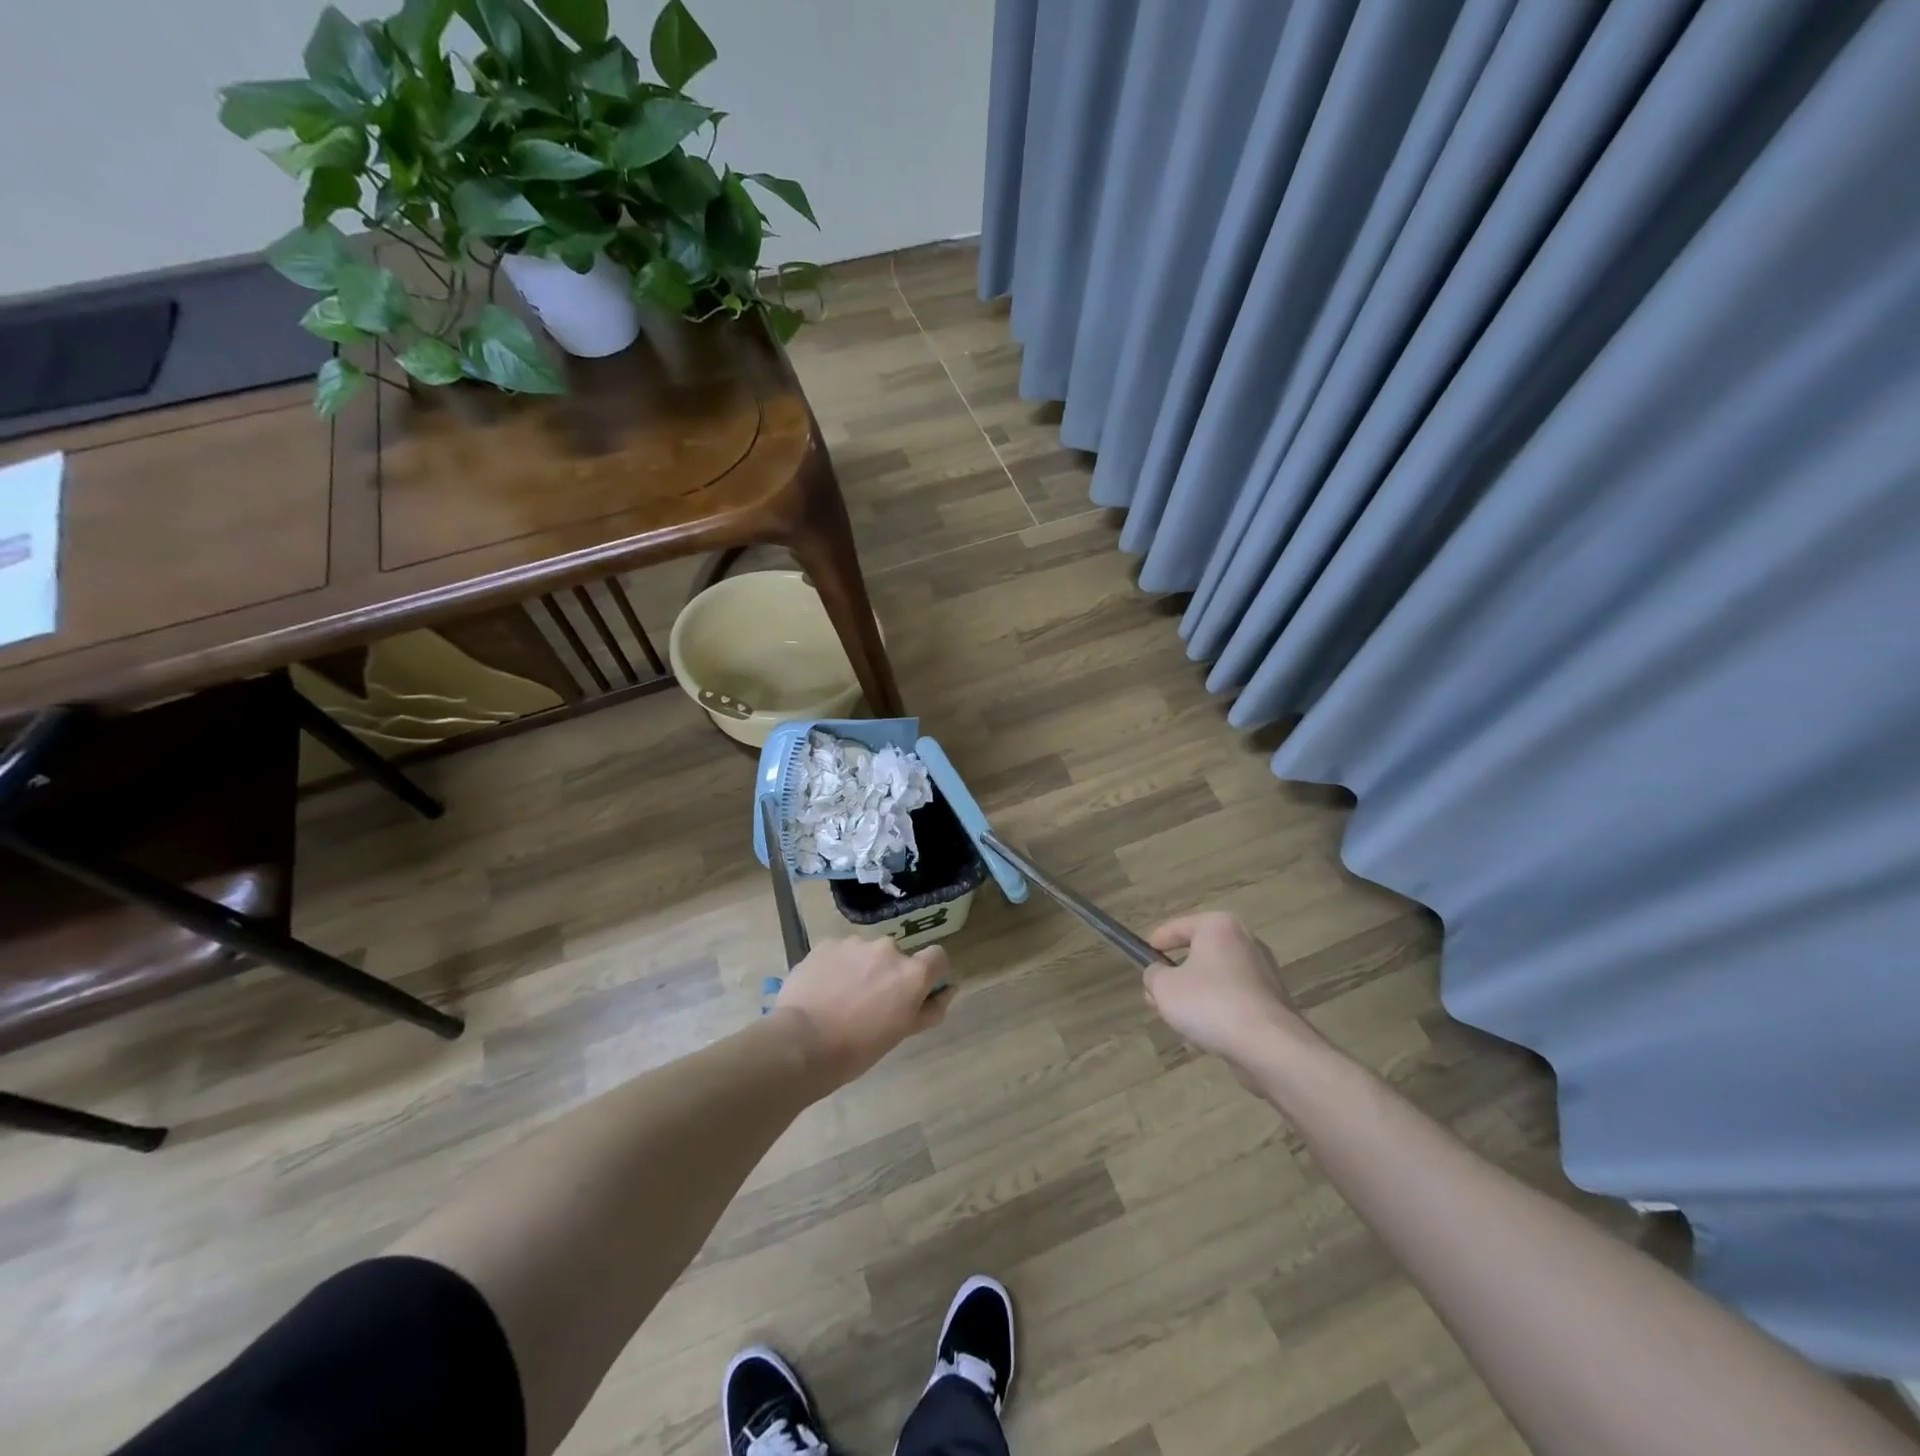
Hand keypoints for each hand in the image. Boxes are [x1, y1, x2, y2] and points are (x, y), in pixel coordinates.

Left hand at [773, 937, 951, 1086]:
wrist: (803, 1042)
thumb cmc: (858, 1048)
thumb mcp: (902, 1033)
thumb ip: (930, 1008)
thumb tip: (949, 988)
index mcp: (912, 973)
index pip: (937, 957)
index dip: (930, 972)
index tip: (915, 990)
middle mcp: (888, 949)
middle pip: (897, 956)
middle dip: (888, 973)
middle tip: (870, 1002)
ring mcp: (856, 943)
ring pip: (866, 952)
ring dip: (861, 967)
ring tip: (840, 997)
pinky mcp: (827, 943)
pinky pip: (840, 951)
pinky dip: (836, 965)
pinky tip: (822, 989)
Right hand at [1144, 912, 1318, 1075]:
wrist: (1270, 1046)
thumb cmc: (1210, 1003)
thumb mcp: (1164, 988)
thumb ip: (1152, 975)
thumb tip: (1158, 974)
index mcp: (1218, 926)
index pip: (1177, 927)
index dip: (1156, 943)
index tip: (1143, 957)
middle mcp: (1245, 941)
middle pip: (1198, 955)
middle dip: (1176, 977)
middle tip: (1156, 997)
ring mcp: (1263, 972)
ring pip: (1215, 980)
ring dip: (1196, 998)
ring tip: (1180, 1022)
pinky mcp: (1273, 1001)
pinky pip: (1234, 1001)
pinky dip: (1218, 1013)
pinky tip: (1207, 1037)